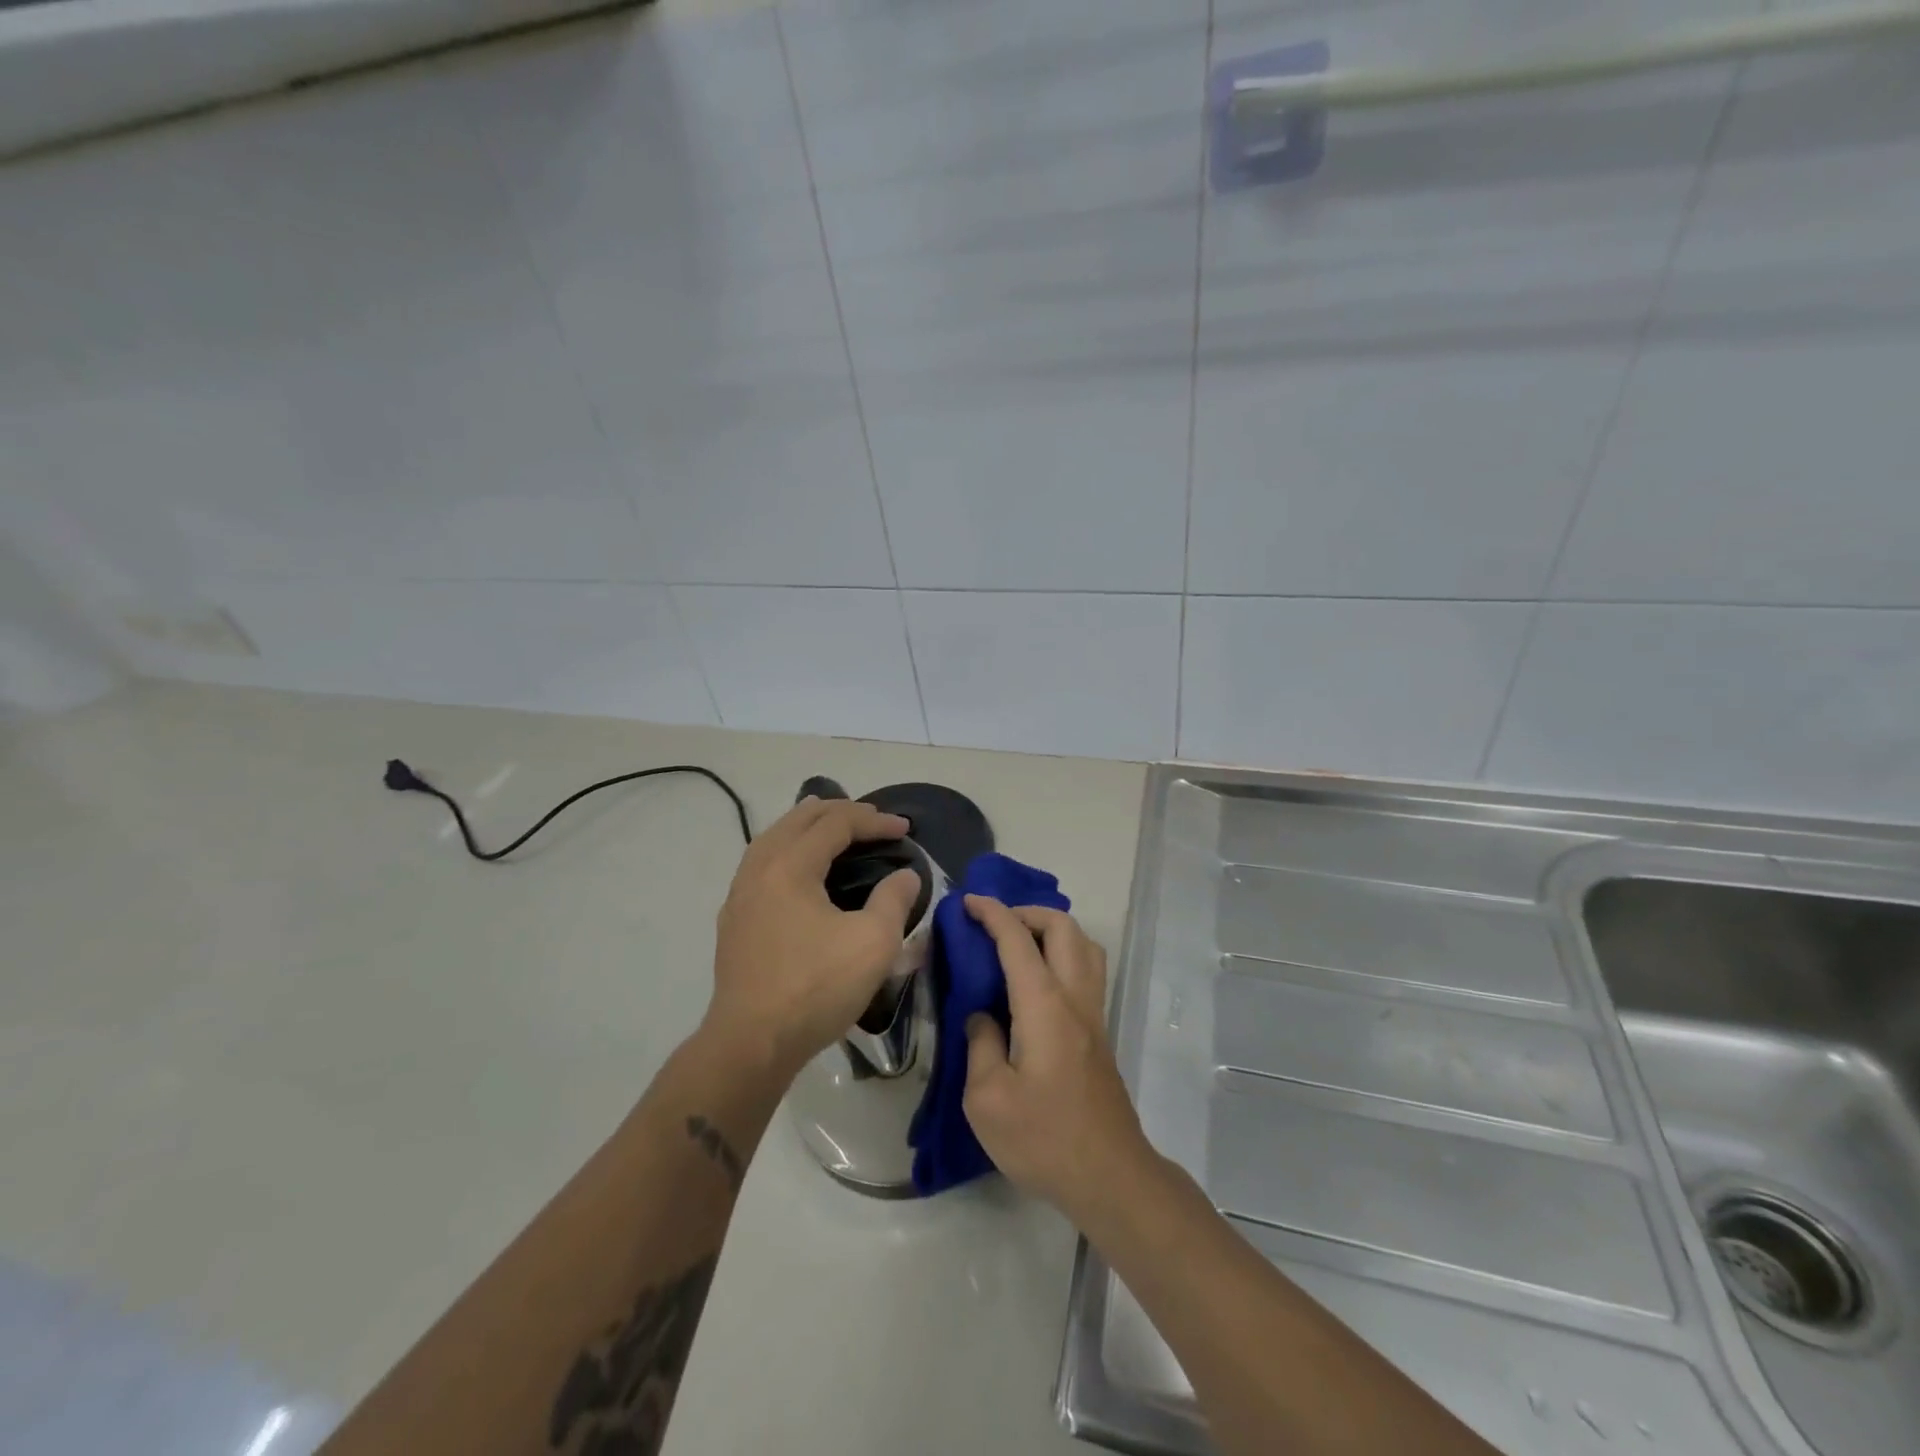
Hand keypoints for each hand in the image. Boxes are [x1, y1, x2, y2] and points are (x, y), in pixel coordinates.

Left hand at [706, 797, 920, 1080]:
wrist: (751, 1043)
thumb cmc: (816, 988)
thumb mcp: (873, 943)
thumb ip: (894, 899)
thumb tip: (905, 876)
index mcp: (790, 866)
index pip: (836, 824)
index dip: (874, 820)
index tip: (905, 829)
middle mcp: (759, 868)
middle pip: (799, 820)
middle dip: (839, 812)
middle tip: (873, 819)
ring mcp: (740, 894)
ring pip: (774, 838)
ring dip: (807, 825)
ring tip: (830, 824)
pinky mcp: (734, 919)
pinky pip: (762, 861)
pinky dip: (787, 848)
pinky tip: (797, 867)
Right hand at [961, 896, 1152, 1221]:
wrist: (1109, 1176)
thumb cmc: (1044, 1139)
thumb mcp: (987, 1099)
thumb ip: (980, 1044)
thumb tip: (983, 1016)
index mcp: (1044, 1005)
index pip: (1017, 939)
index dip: (992, 913)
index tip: (968, 903)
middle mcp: (1075, 998)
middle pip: (1063, 927)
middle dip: (1027, 912)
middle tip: (994, 925)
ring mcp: (1094, 1014)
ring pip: (1084, 945)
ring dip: (1052, 930)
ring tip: (1019, 945)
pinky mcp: (1100, 1034)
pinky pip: (1087, 970)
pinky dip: (1063, 954)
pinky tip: (1037, 982)